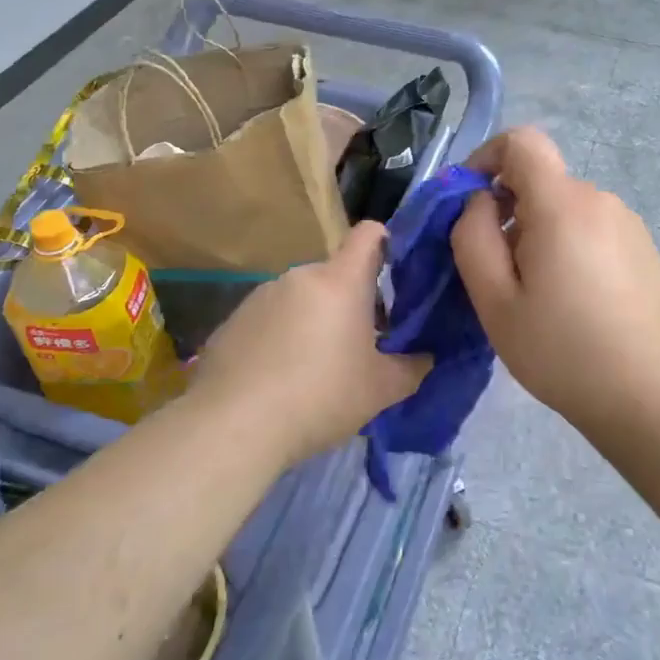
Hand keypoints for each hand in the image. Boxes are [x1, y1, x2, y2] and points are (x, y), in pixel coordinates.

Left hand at [189, 222, 429, 465]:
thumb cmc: (320, 397)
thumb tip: (426, 358)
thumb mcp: (380, 390)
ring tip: (314, 368)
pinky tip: (277, 378)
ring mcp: (261, 295)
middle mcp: (300, 276)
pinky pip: (269, 319)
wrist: (233, 425)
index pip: (369, 234)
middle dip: (351, 302)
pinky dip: (280, 337)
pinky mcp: (232, 320)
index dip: (387, 242)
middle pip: (336, 275)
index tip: (397, 271)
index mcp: (340, 281)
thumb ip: (412, 368)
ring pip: (301, 297)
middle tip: (360, 344)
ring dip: (314, 319)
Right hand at [451, 127, 659, 425]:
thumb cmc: (563, 351)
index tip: (470, 202)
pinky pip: (591, 229)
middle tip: (498, 273)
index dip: (486, 157)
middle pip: (540, 181)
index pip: (522, 141)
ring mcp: (628, 223)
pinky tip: (573, 302)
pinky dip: (568, 247)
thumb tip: (479, 202)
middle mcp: (600, 200)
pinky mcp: (643, 248)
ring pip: (564, 209)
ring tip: (536, 296)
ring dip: (538, 234)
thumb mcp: (495, 301)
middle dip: (508, 212)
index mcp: (562, 205)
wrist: (652, 396)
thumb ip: (472, 237)